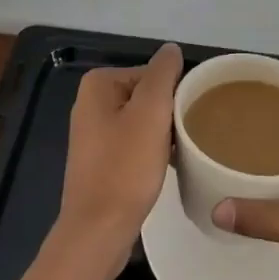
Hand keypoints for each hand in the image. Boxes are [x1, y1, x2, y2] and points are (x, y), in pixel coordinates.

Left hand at [53, 43, 182, 272]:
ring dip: (163, 134)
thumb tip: (171, 49)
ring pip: (143, 121)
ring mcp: (93, 134)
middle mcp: (91, 103)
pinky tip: (166, 167)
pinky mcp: (100, 160)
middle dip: (168, 114)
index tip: (188, 120)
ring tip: (181, 153)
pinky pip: (134, 143)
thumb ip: (163, 74)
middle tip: (187, 138)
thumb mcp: (151, 112)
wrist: (98, 230)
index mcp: (99, 84)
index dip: (174, 95)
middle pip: (147, 96)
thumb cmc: (125, 167)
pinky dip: (151, 151)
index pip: (152, 75)